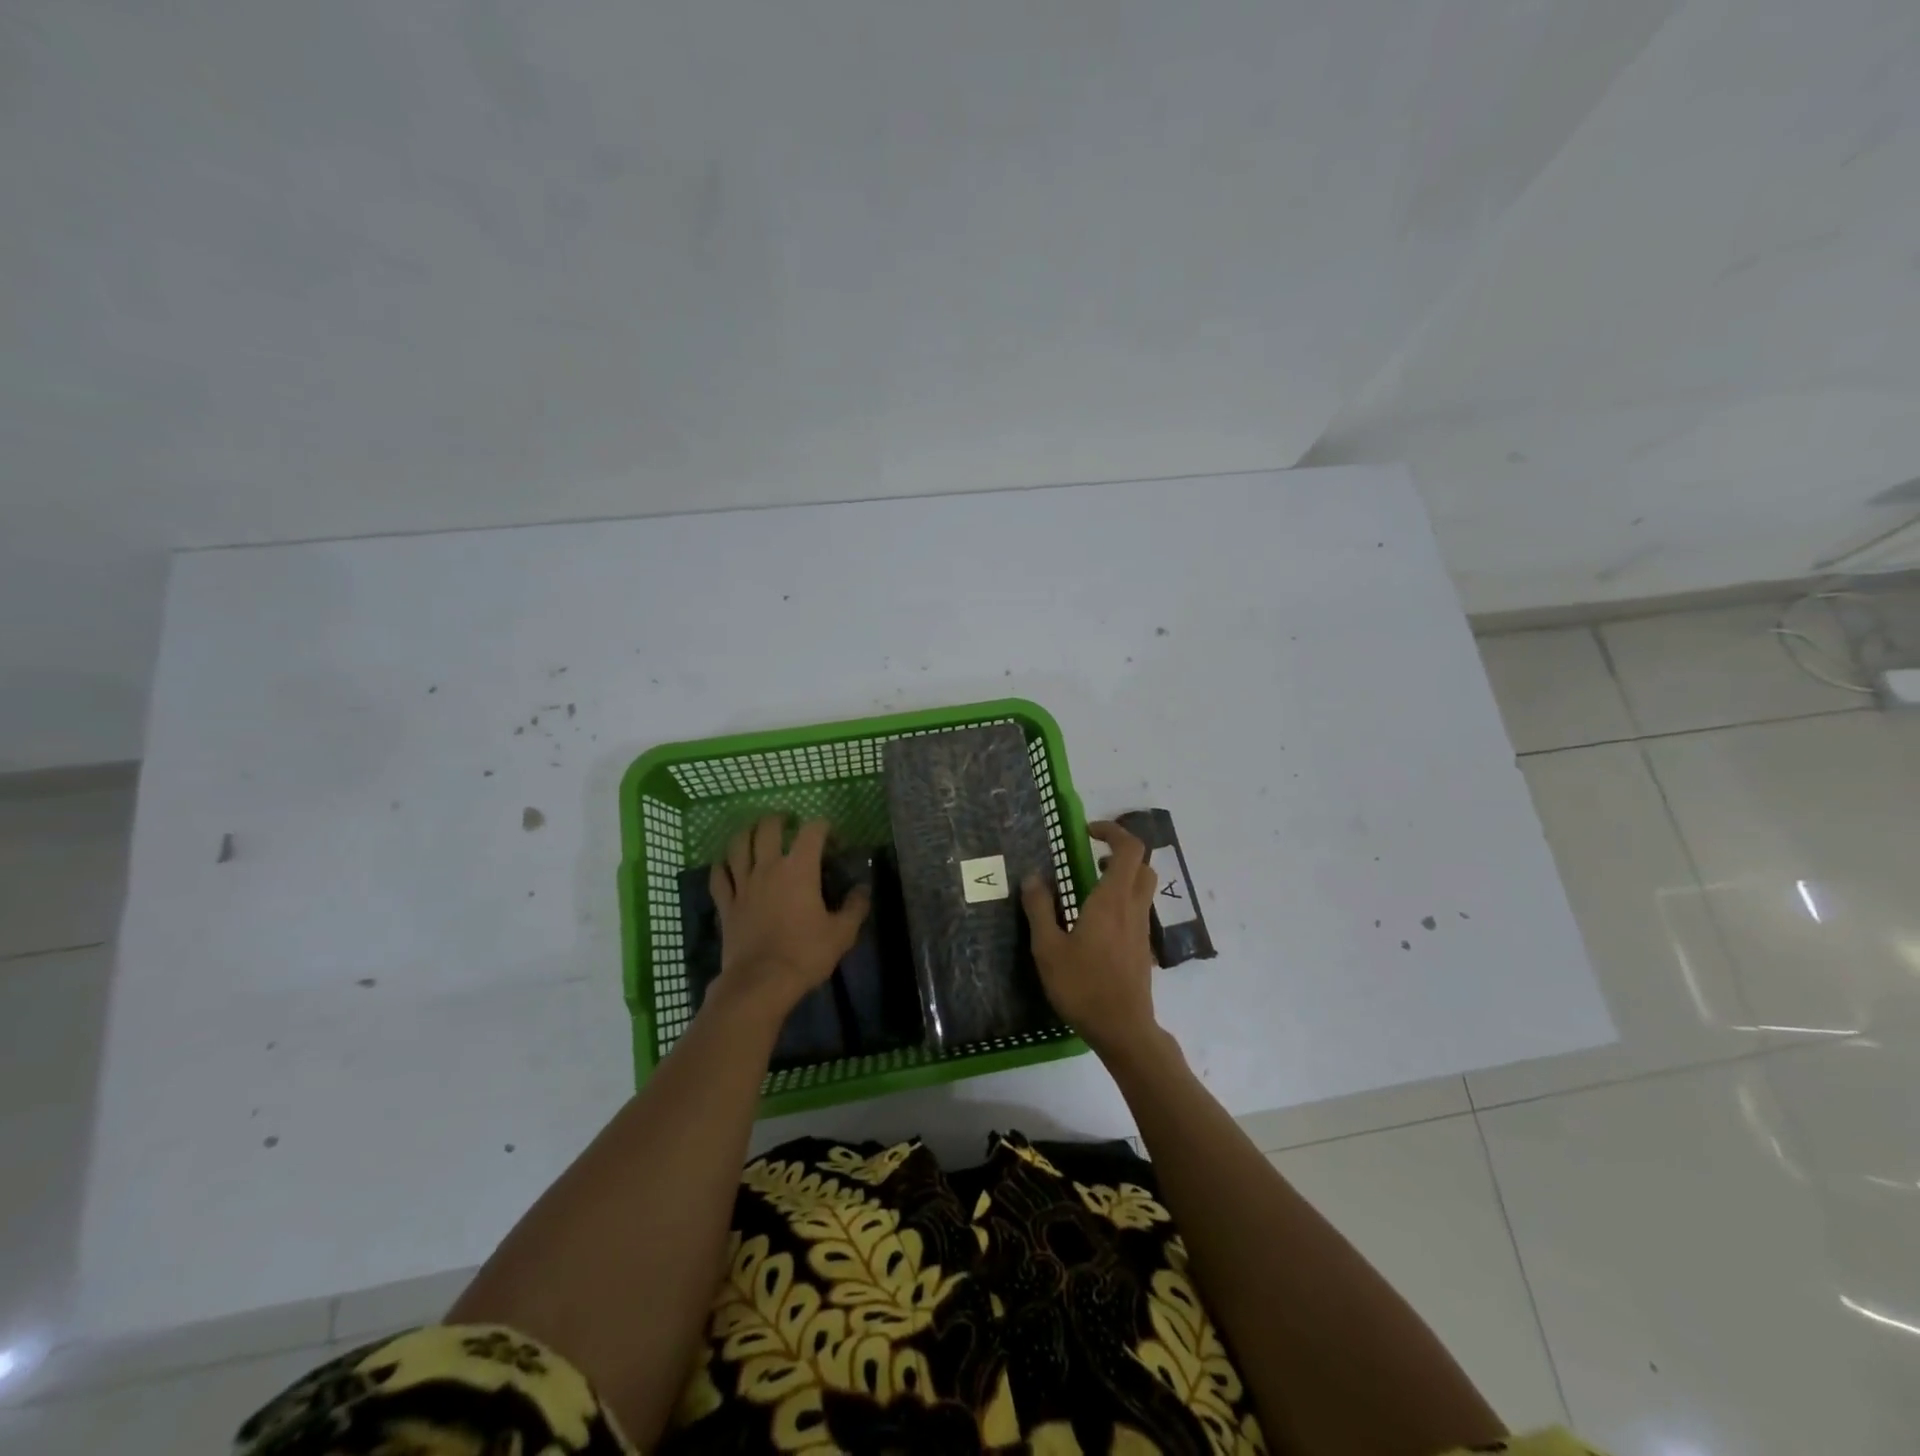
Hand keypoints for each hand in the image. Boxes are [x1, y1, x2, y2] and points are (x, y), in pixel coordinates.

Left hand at [709, 815, 868, 1021]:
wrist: (761, 982)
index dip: (824, 828)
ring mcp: (743, 885)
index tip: (833, 841)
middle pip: (768, 828)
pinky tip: (727, 864)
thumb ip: (855, 907)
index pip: (812, 831)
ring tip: (755, 832)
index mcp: (799, 869)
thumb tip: (863, 889)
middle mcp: (768, 867)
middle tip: (788, 823)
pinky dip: (722, 865)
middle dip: (779, 820)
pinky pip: (719, 876)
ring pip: (738, 845)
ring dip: (747, 833)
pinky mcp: (726, 904)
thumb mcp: (842, 933)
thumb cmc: (805, 953)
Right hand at [1021, 820, 1161, 1056]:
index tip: (1086, 833)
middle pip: (1142, 865)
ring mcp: (1141, 929)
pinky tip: (1095, 924)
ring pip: (1143, 888)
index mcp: (1112, 900)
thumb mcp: (1048, 948)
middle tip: (1090, 858)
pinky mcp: (1143, 948)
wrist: (1123, 1029)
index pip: (1129, 848)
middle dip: (1119, 852)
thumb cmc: (1083, 986)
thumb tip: (1033, 876)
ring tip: (1089, 888)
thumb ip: (1039, 908)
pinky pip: (1138, 910)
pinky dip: (1122, 901)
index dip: (1112, 831)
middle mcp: (1132, 908)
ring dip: (1122, 877)